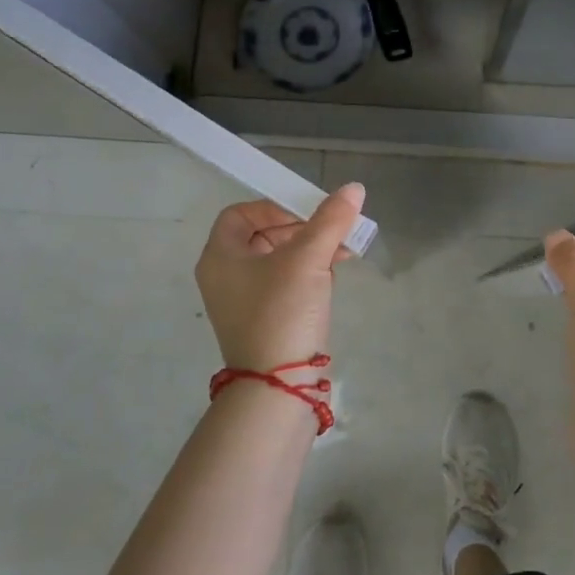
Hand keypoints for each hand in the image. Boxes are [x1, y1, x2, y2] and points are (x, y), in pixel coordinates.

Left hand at [194, 184, 364, 376]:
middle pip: (262, 235)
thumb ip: (331, 220)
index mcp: (220, 257)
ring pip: (277, 261)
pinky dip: (307, 275)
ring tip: (341, 253)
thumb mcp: (308, 259)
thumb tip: (354, 188)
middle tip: (331, 232)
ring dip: (309, 251)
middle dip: (301, 229)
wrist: (279, 386)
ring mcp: (243, 302)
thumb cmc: (283, 312)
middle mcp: (225, 277)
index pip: (240, 213)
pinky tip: (332, 277)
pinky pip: (283, 285)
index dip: (274, 206)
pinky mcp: (263, 321)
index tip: (307, 216)